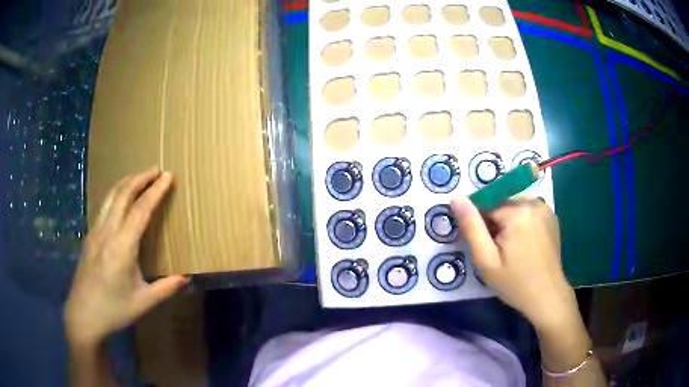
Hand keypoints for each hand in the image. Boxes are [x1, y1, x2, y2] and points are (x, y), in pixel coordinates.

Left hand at [64, 168, 188, 348]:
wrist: (83, 315)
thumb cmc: (114, 310)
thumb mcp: (143, 303)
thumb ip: (166, 288)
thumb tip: (186, 278)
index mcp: (122, 247)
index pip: (140, 210)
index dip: (155, 191)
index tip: (168, 176)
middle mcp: (107, 232)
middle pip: (123, 194)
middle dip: (140, 178)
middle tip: (156, 170)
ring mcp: (95, 232)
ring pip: (111, 197)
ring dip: (127, 183)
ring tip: (141, 177)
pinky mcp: (90, 236)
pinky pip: (104, 206)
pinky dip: (117, 195)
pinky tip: (121, 200)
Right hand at [450, 196, 577, 330]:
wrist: (547, 296)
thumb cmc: (515, 283)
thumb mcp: (486, 261)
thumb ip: (471, 227)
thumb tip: (456, 198)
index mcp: (517, 212)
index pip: (486, 204)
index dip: (480, 224)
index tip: (484, 245)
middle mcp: (533, 203)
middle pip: (501, 203)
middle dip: (494, 221)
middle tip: (497, 250)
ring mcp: (545, 208)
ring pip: (514, 205)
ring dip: (507, 221)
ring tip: (511, 248)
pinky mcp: (551, 216)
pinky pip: (528, 210)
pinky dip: (521, 221)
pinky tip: (524, 244)